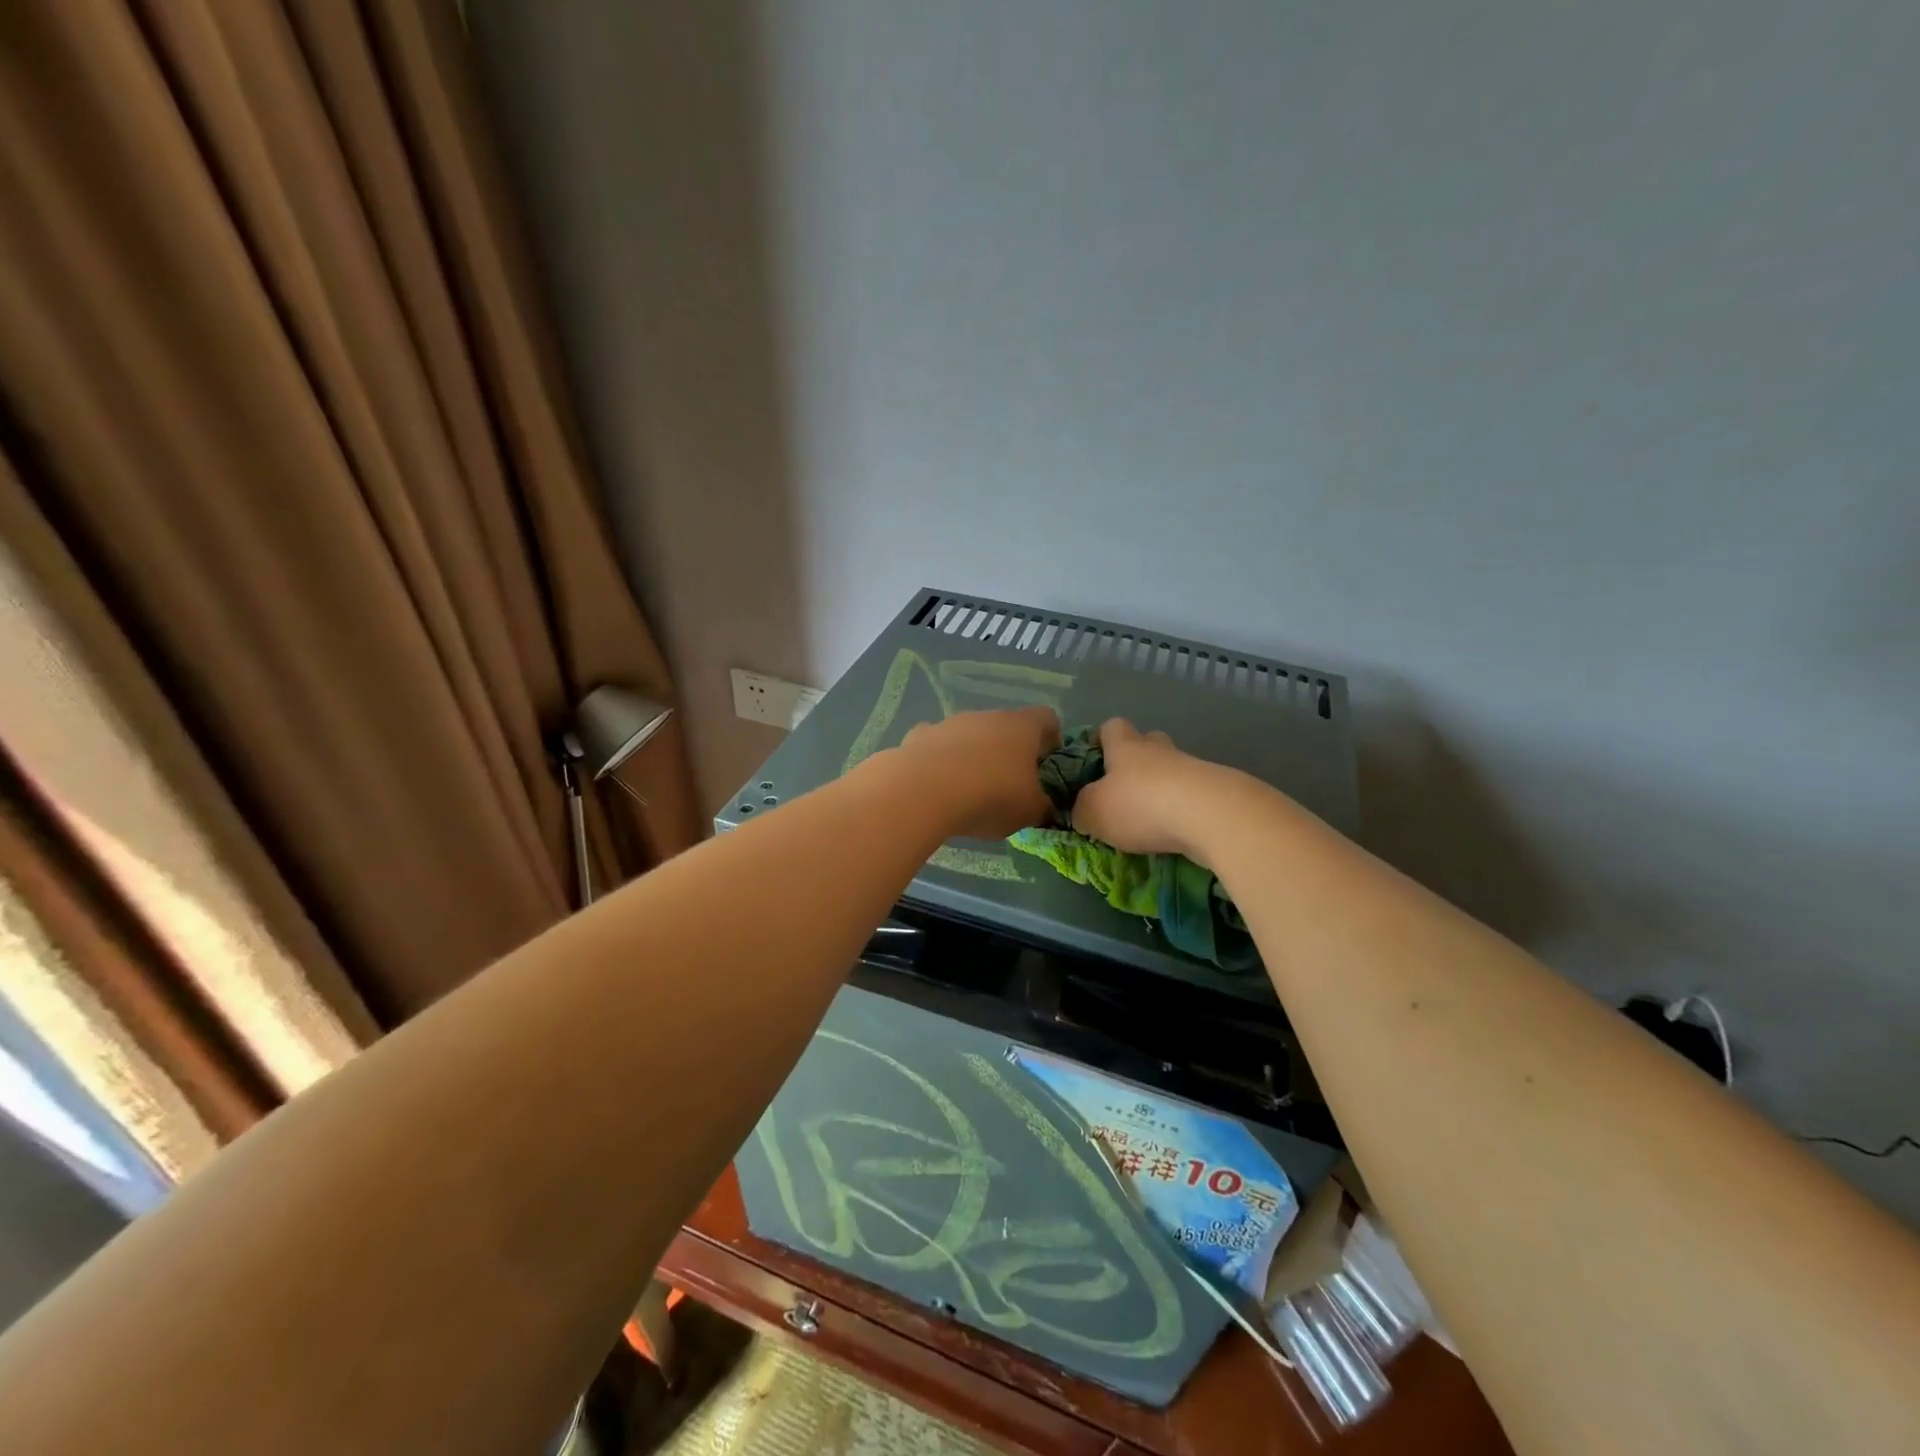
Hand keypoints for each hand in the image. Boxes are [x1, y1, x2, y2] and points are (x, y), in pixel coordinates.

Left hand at [899, 706, 1061, 838]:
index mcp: (1022, 727)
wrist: (923, 791)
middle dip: (1009, 751)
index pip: (1047, 718)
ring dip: (973, 755)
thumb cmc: (990, 796)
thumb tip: (1045, 806)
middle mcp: (987, 716)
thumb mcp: (1029, 812)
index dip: (1052, 739)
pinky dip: (940, 760)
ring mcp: (951, 722)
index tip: (1048, 764)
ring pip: (970, 734)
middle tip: (1009, 784)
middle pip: (1006, 726)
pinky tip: (936, 785)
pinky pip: (937, 745)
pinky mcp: (919, 735)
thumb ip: (1042, 807)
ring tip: (969, 790)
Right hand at [1069, 718, 1219, 862]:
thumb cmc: (1141, 805)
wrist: (1212, 816)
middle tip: (1123, 792)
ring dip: (1161, 790)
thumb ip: (1081, 810)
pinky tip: (1175, 832)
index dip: (1101, 740)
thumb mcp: (1093, 812)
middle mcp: (1159, 750)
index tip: (1094, 762)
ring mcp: (1192, 769)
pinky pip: (1192, 796)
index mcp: (1126, 747)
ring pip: (1172, 771)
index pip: (1112, 727)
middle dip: (1136, 763)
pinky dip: (1182, 810)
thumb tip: (1081, 811)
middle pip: (1148, 743)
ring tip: (1149, 821)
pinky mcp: (1217, 792)